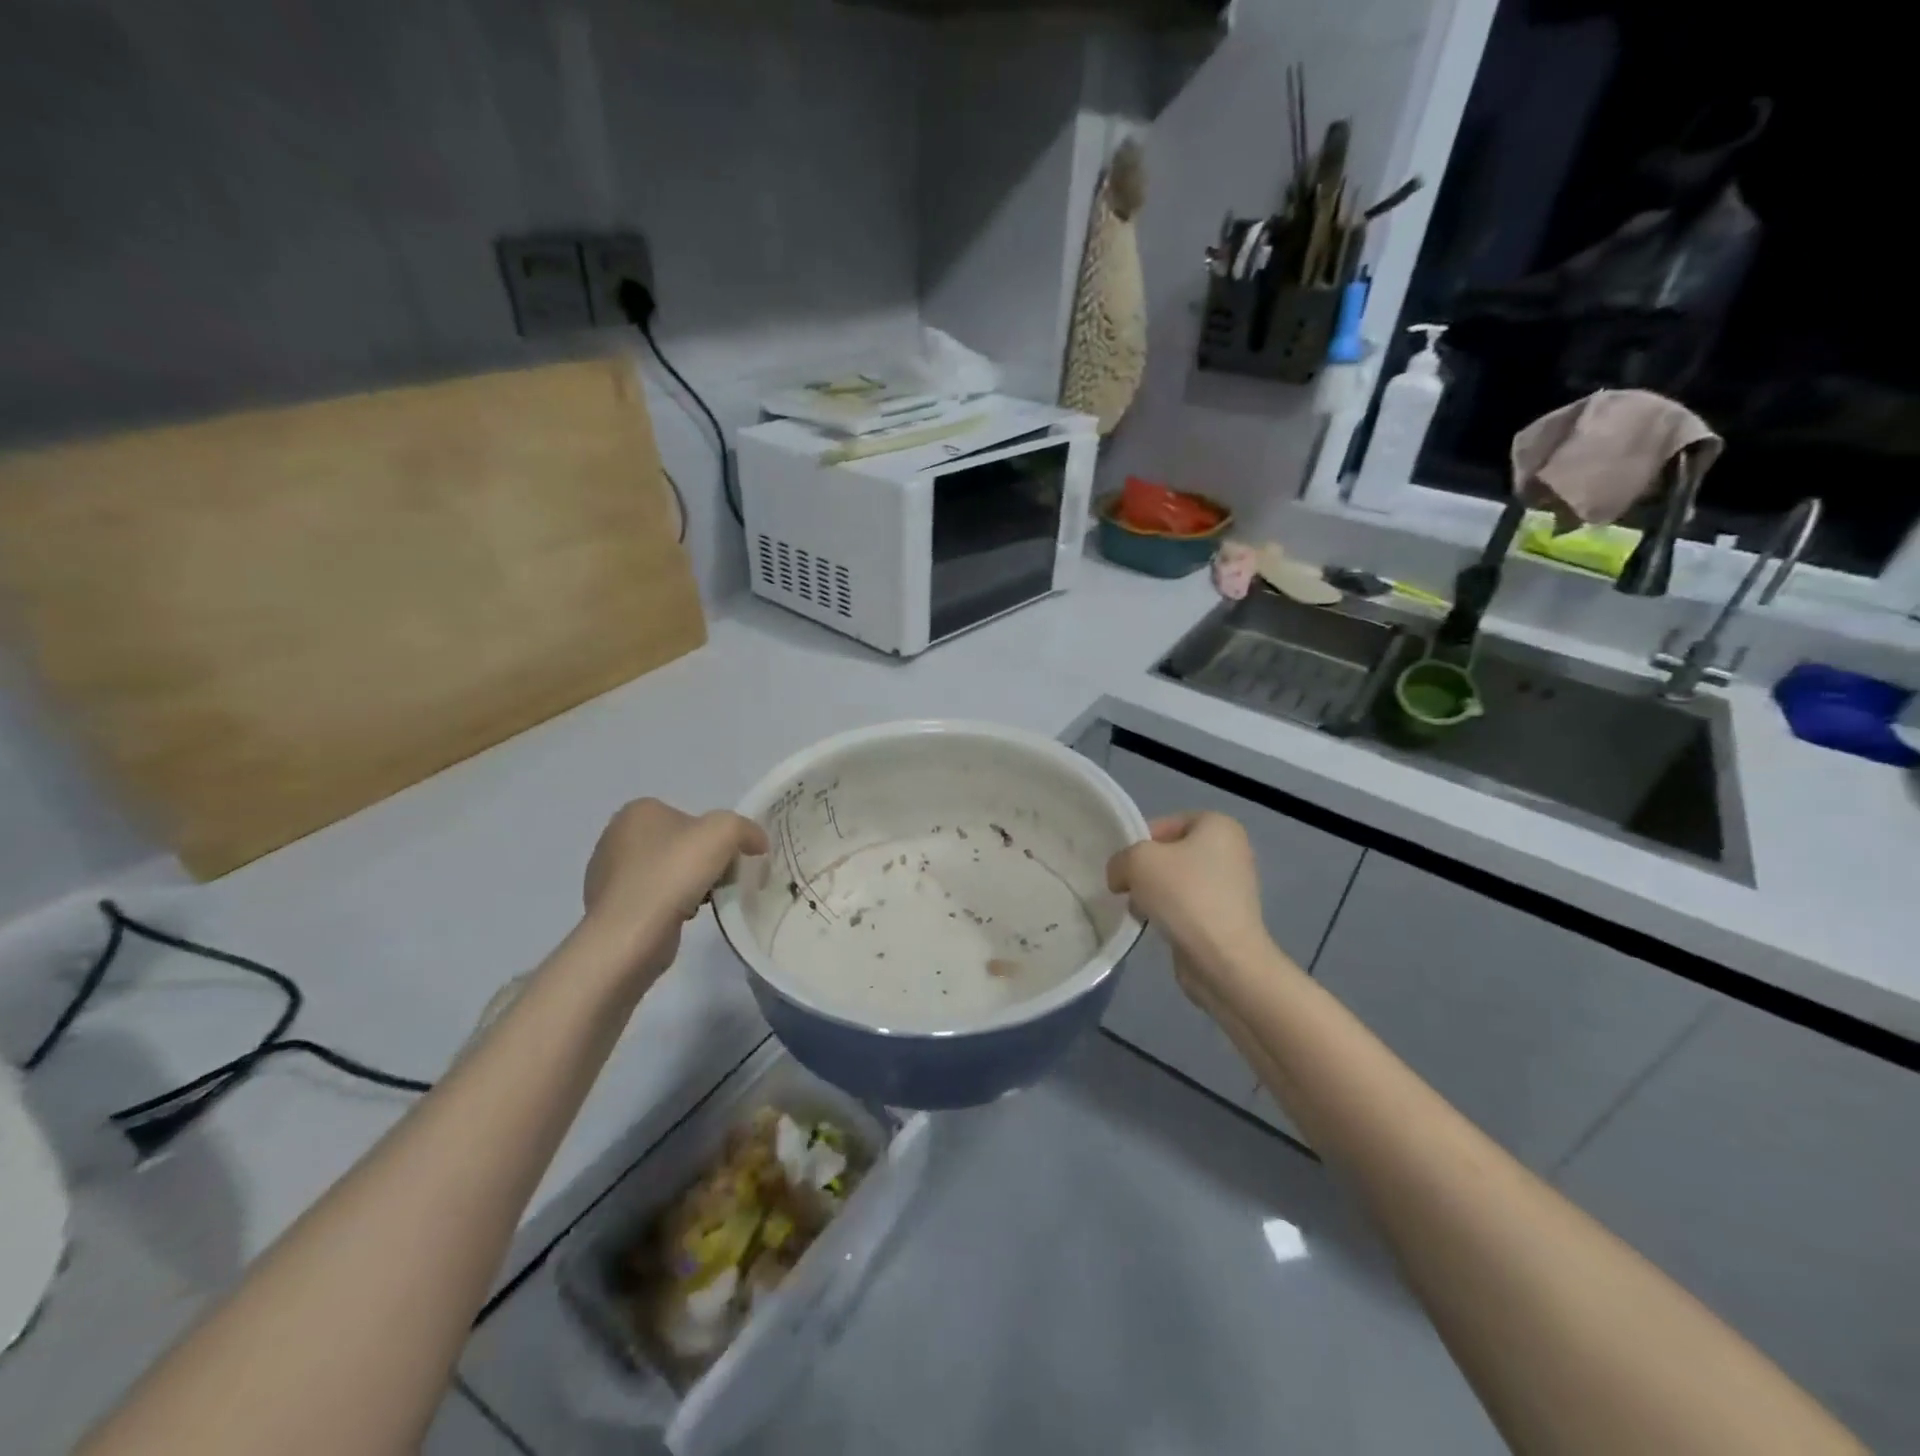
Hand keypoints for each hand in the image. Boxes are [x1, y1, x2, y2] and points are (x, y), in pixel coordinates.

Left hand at [584, 799, 767, 980]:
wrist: (630, 935)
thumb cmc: (673, 873)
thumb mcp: (724, 832)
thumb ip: (746, 829)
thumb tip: (757, 843)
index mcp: (639, 811)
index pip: (691, 818)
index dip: (717, 838)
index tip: (731, 861)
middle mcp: (617, 836)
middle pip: (681, 844)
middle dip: (704, 862)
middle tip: (720, 882)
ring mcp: (608, 873)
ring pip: (668, 871)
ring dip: (690, 884)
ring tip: (702, 903)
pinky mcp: (610, 906)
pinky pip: (653, 897)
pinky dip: (671, 905)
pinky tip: (681, 917)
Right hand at [1106, 812, 1268, 980]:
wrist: (1223, 959)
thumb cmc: (1185, 895)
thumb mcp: (1137, 861)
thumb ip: (1120, 860)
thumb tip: (1120, 878)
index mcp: (1218, 825)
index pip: (1165, 824)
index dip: (1138, 843)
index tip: (1124, 867)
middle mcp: (1231, 851)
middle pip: (1170, 854)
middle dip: (1145, 871)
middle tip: (1127, 889)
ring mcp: (1232, 886)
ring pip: (1176, 882)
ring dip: (1153, 894)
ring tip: (1140, 912)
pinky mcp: (1226, 917)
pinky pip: (1187, 906)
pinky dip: (1169, 914)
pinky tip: (1157, 927)